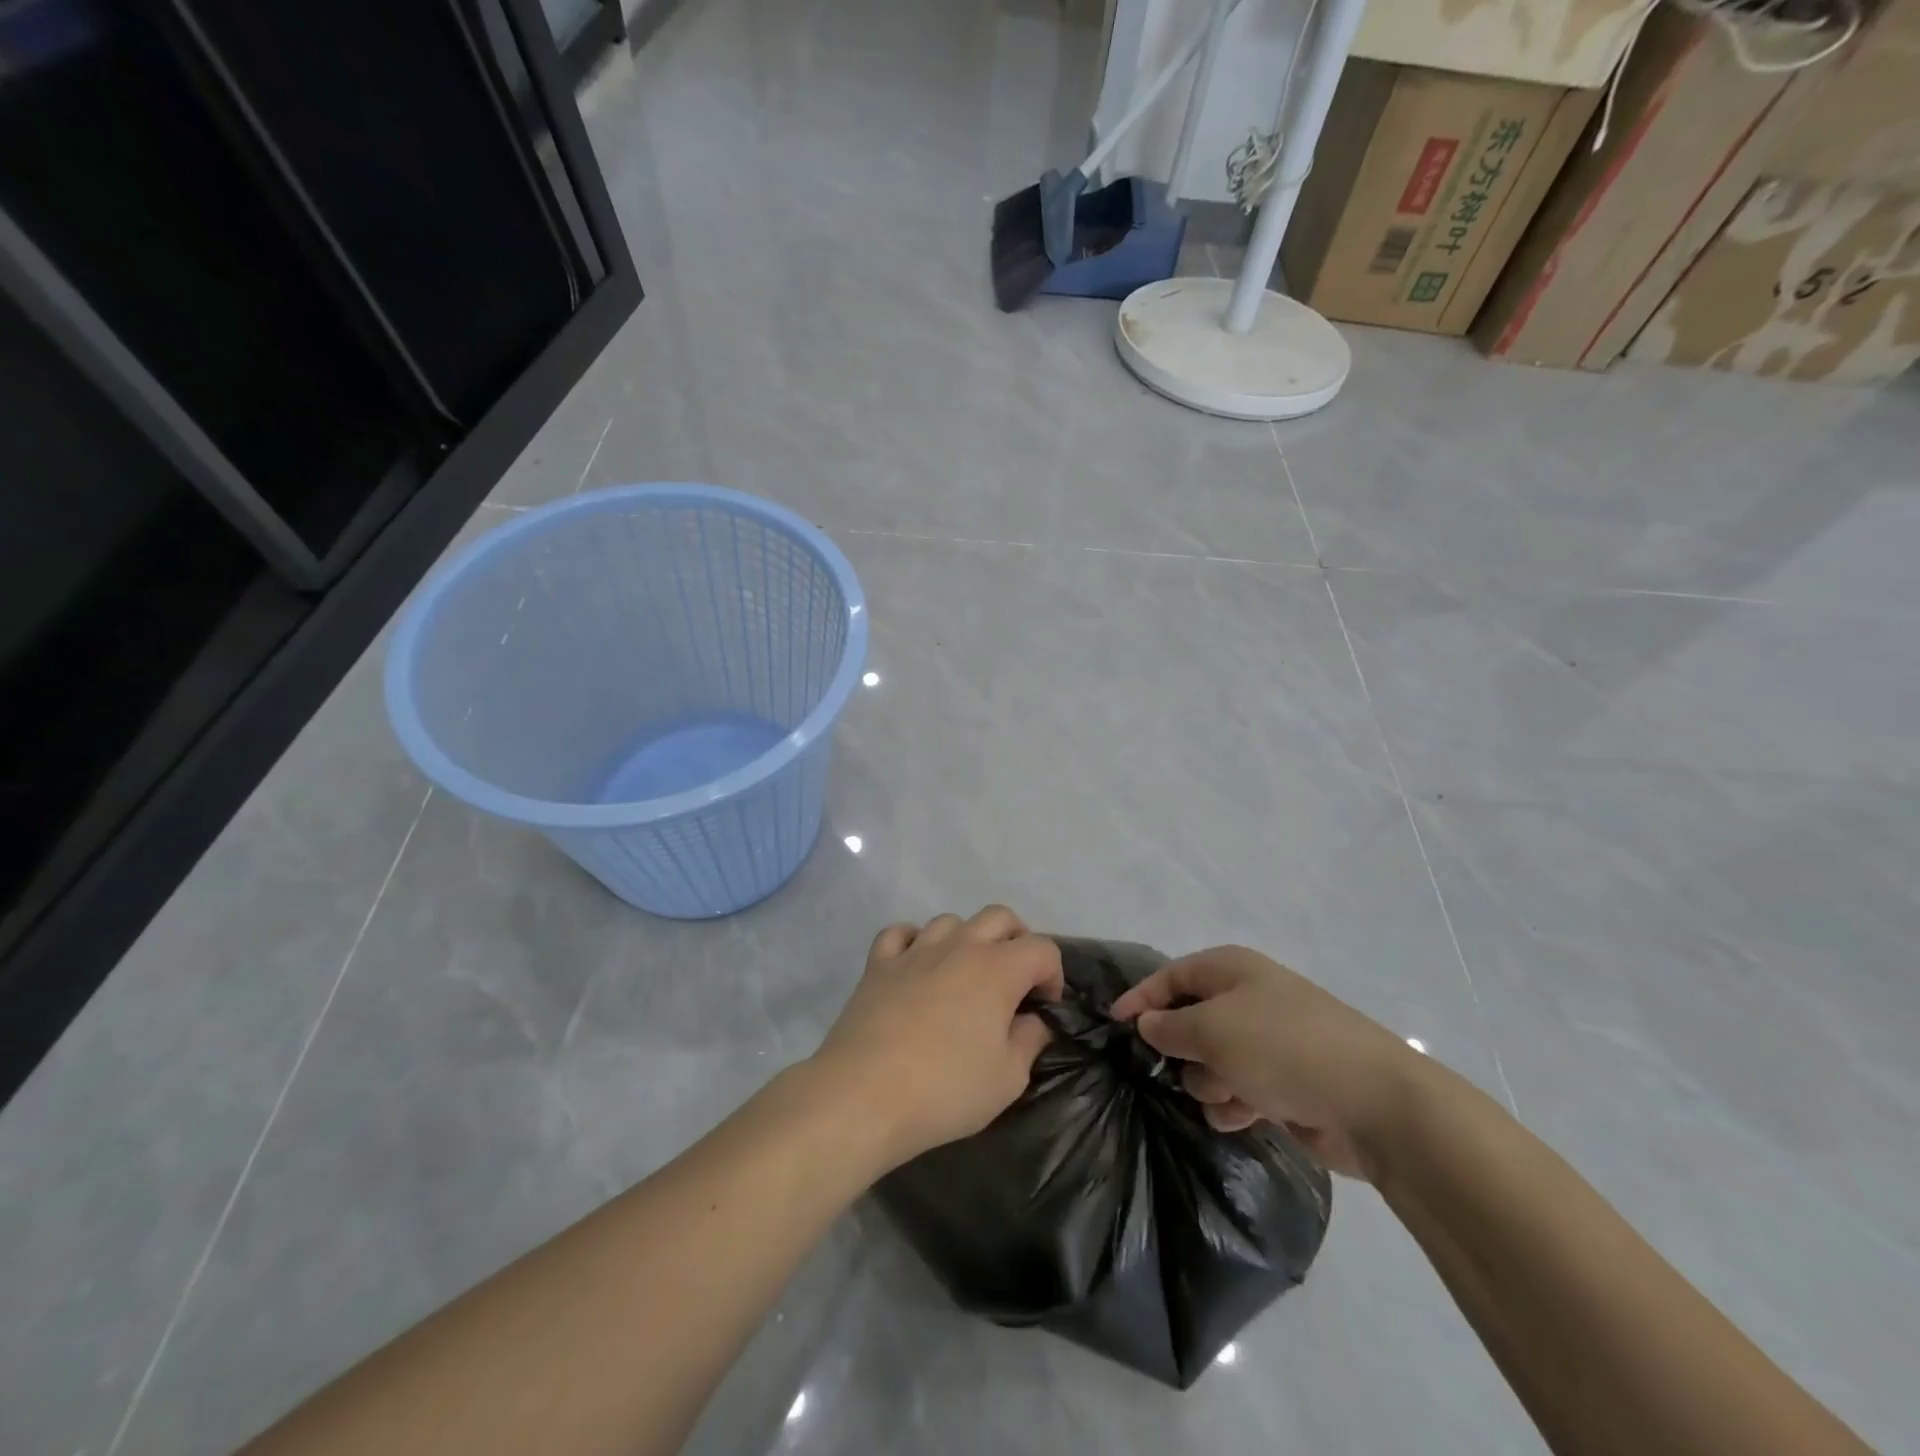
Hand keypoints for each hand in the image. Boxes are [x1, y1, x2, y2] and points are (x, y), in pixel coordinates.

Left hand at [810, 907, 1063, 1174]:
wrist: (864, 1095)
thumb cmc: (945, 1090)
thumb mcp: (1007, 1078)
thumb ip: (1029, 1041)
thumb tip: (1033, 1021)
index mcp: (997, 969)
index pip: (1042, 948)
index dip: (1053, 974)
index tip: (1044, 1007)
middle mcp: (959, 946)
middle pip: (999, 917)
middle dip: (1017, 941)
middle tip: (1014, 981)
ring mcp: (915, 951)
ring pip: (950, 921)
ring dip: (966, 940)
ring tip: (964, 976)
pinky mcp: (878, 963)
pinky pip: (900, 933)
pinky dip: (913, 942)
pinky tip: (915, 965)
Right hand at [1109, 946, 1420, 1179]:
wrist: (1373, 1102)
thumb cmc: (1282, 1048)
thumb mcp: (1212, 1029)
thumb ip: (1169, 1027)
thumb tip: (1147, 1024)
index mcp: (1232, 971)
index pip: (1172, 976)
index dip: (1141, 998)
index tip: (1113, 1025)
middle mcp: (1249, 1000)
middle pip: (1191, 1021)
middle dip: (1183, 1050)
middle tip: (1185, 1068)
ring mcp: (1270, 1042)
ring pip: (1213, 1061)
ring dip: (1211, 1082)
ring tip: (1229, 1096)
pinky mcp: (1286, 1082)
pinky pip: (1240, 1089)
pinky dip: (1236, 1103)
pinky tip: (1245, 1116)